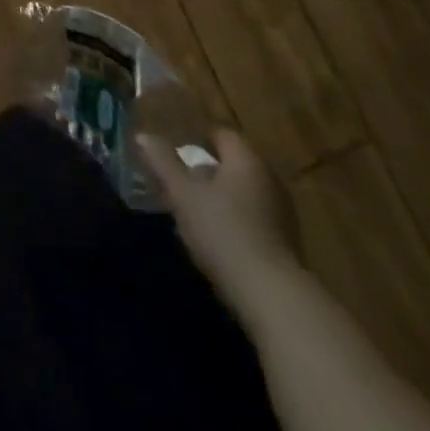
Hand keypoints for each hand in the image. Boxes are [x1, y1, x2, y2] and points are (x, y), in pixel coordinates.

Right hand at [138, 130, 299, 293]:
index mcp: (246, 158)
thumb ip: (163, 162)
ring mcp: (282, 212)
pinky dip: (236, 223)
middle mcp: (269, 178)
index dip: (197, 140)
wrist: (272, 296)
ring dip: (221, 200)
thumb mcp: (183, 194)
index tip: (176, 153)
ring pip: (244, 194)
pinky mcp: (287, 244)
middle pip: (233, 165)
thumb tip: (142, 135)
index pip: (221, 134)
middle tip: (180, 185)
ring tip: (195, 216)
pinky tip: (219, 242)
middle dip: (207, 172)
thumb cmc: (223, 232)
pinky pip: (255, 220)